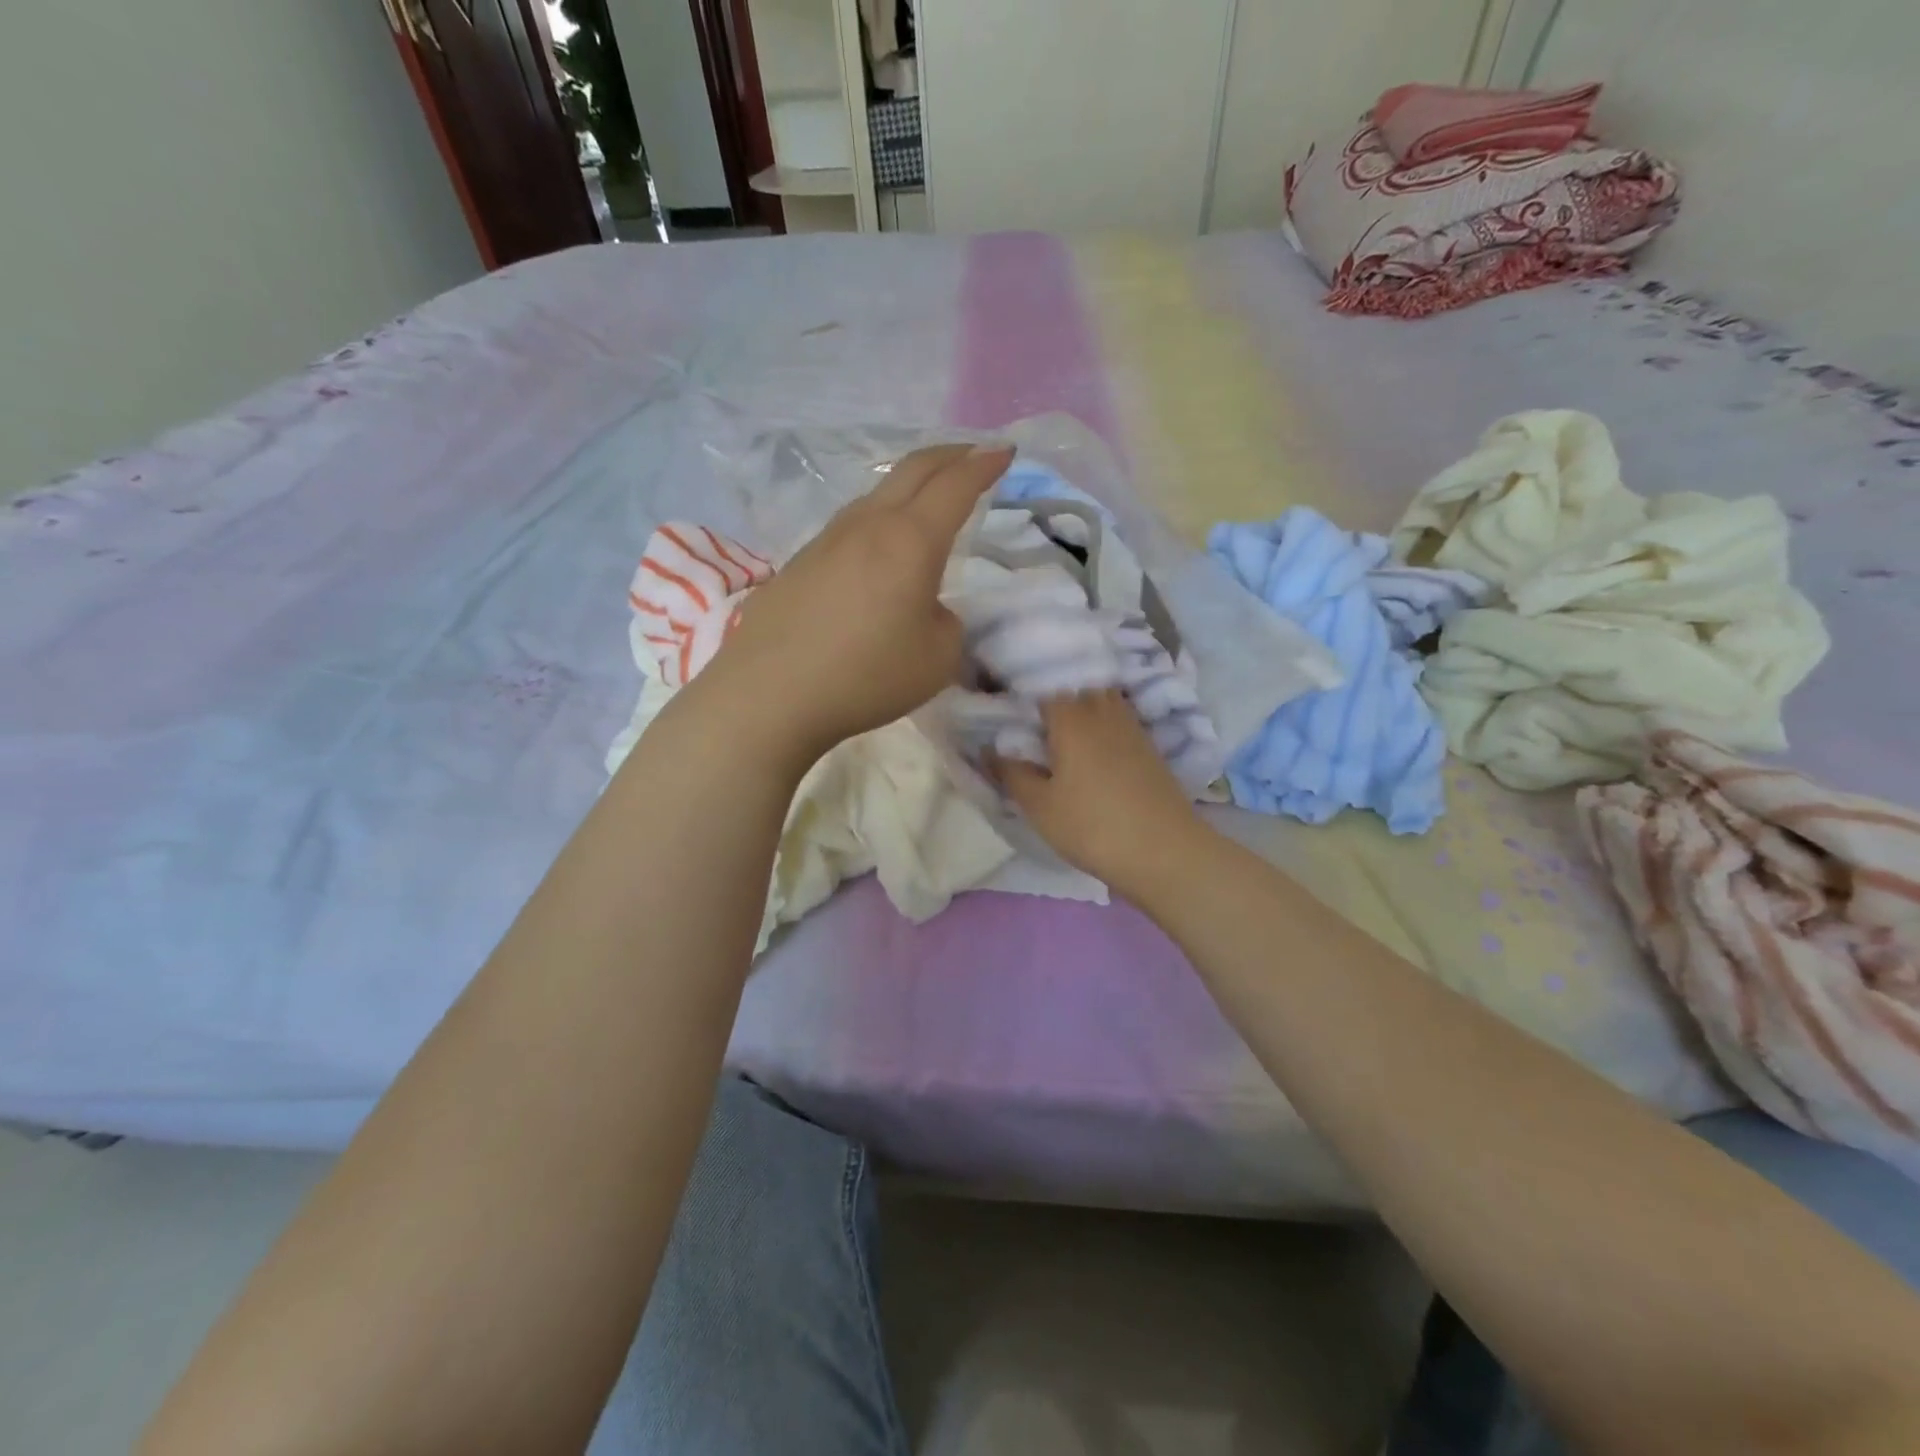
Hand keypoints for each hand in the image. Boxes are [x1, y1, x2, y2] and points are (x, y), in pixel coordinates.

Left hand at [694, 443, 1014, 763]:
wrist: (770, 693)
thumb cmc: (866, 675)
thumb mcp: (937, 658)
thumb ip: (946, 623)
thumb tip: (926, 608)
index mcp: (911, 540)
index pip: (955, 485)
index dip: (984, 464)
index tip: (1005, 452)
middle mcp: (868, 525)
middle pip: (913, 469)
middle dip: (950, 455)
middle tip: (973, 455)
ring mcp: (827, 540)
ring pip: (877, 494)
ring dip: (910, 485)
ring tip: (926, 498)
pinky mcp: (799, 563)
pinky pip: (851, 525)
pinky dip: (879, 519)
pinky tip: (878, 548)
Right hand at [994, 692, 1206, 897]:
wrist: (1165, 852)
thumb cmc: (1092, 826)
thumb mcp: (1040, 806)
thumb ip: (1012, 773)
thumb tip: (990, 749)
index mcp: (1071, 717)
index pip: (1044, 686)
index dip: (1025, 693)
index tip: (1008, 707)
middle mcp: (1103, 712)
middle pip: (1078, 686)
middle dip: (1056, 695)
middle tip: (1035, 718)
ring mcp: (1132, 727)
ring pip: (1103, 700)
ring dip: (1083, 706)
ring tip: (1064, 730)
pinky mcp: (1150, 747)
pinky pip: (1120, 719)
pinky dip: (1104, 724)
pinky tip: (1095, 748)